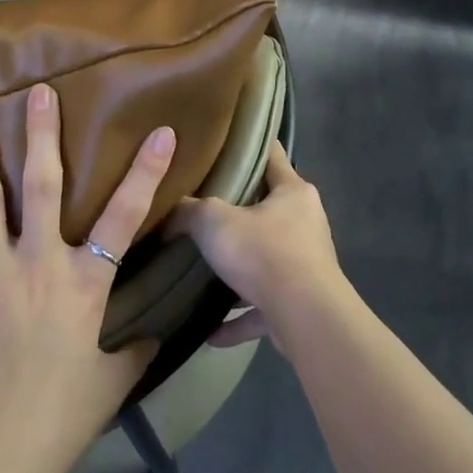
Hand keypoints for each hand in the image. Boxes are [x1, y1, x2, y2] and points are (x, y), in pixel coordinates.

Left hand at [0, 84, 170, 472]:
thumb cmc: (56, 421)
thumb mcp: (110, 385)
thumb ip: (135, 349)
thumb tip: (154, 331)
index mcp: (84, 282)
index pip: (126, 215)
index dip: (147, 171)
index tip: (161, 132)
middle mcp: (37, 262)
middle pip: (44, 185)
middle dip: (43, 135)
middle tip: (38, 92)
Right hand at [165, 142, 350, 354]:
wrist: (305, 318)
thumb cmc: (264, 253)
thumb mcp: (215, 221)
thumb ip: (189, 211)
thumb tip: (167, 212)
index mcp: (293, 192)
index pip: (272, 154)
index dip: (249, 144)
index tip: (224, 140)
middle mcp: (305, 223)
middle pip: (267, 208)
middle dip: (236, 211)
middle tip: (199, 206)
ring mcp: (306, 265)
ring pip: (265, 260)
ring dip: (239, 270)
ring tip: (204, 270)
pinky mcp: (300, 303)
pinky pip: (263, 307)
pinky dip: (239, 318)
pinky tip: (211, 332)